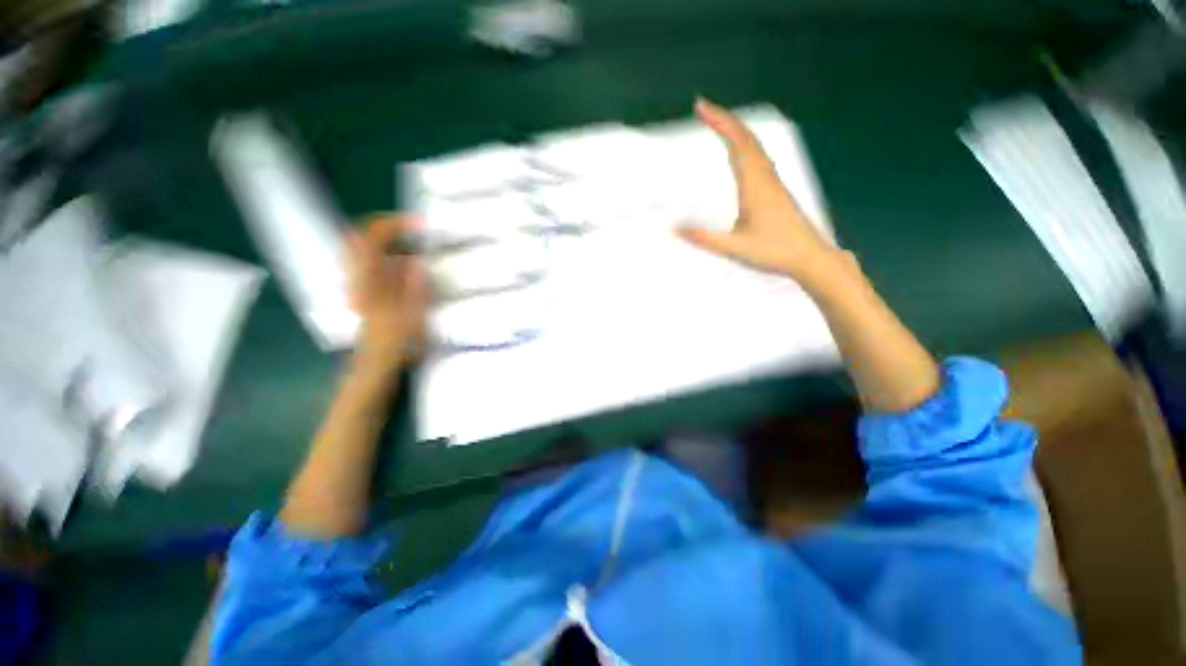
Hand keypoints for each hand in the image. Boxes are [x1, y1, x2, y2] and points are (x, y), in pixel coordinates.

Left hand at [348, 215, 428, 367]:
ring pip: (362, 246)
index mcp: (368, 281)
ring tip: (412, 241)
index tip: (420, 224)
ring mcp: (357, 281)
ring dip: (385, 238)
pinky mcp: (363, 288)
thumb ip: (415, 290)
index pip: (372, 239)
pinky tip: (405, 261)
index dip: (395, 225)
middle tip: (412, 227)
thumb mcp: (414, 317)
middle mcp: (357, 276)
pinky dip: (385, 252)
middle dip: (386, 226)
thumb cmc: (397, 343)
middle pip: (360, 236)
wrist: (377, 362)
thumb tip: (417, 262)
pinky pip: (369, 260)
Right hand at [678, 98, 835, 279]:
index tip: (701, 107)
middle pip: (746, 138)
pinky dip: (743, 146)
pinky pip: (758, 158)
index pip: (737, 143)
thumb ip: (704, 237)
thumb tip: (674, 228)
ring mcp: (773, 182)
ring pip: (754, 146)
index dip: (719, 122)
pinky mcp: (775, 190)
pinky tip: (737, 154)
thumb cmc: (774, 251)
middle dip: (724, 120)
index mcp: (755, 184)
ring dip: (735, 131)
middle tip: (703, 109)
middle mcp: (765, 176)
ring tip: (717, 125)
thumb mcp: (734, 247)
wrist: (810, 258)